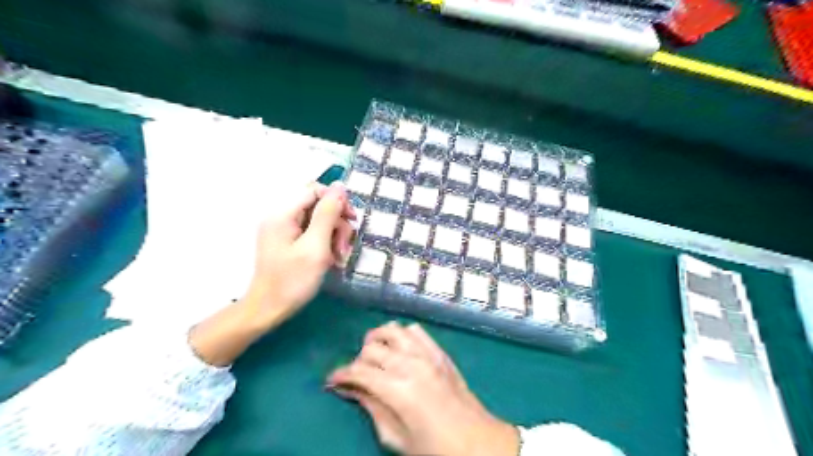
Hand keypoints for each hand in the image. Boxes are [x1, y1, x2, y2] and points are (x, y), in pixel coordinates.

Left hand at [241, 181, 356, 330]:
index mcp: (283, 214)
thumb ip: (327, 214)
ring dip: (334, 236)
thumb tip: (339, 186)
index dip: (337, 201)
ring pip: (318, 221)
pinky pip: (312, 234)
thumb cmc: (293, 281)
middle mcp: (282, 217)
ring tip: (339, 257)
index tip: (352, 220)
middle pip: (318, 206)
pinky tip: (331, 260)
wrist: (268, 310)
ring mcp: (283, 230)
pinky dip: (325, 244)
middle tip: (344, 247)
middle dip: (337, 224)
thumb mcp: (315, 246)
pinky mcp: (287, 242)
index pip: (315, 191)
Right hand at [326, 322, 516, 453]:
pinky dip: (402, 335)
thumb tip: (350, 389)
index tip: (332, 381)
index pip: (359, 371)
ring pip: (392, 330)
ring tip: (375, 356)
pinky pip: (416, 331)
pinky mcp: (440, 352)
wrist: (478, 442)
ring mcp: (428, 354)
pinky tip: (400, 349)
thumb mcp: (396, 438)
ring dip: (378, 340)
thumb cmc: (435, 449)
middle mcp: (411, 364)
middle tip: (358, 376)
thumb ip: (371, 408)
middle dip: (358, 360)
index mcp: (398, 390)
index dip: (340, 374)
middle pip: (372, 348)